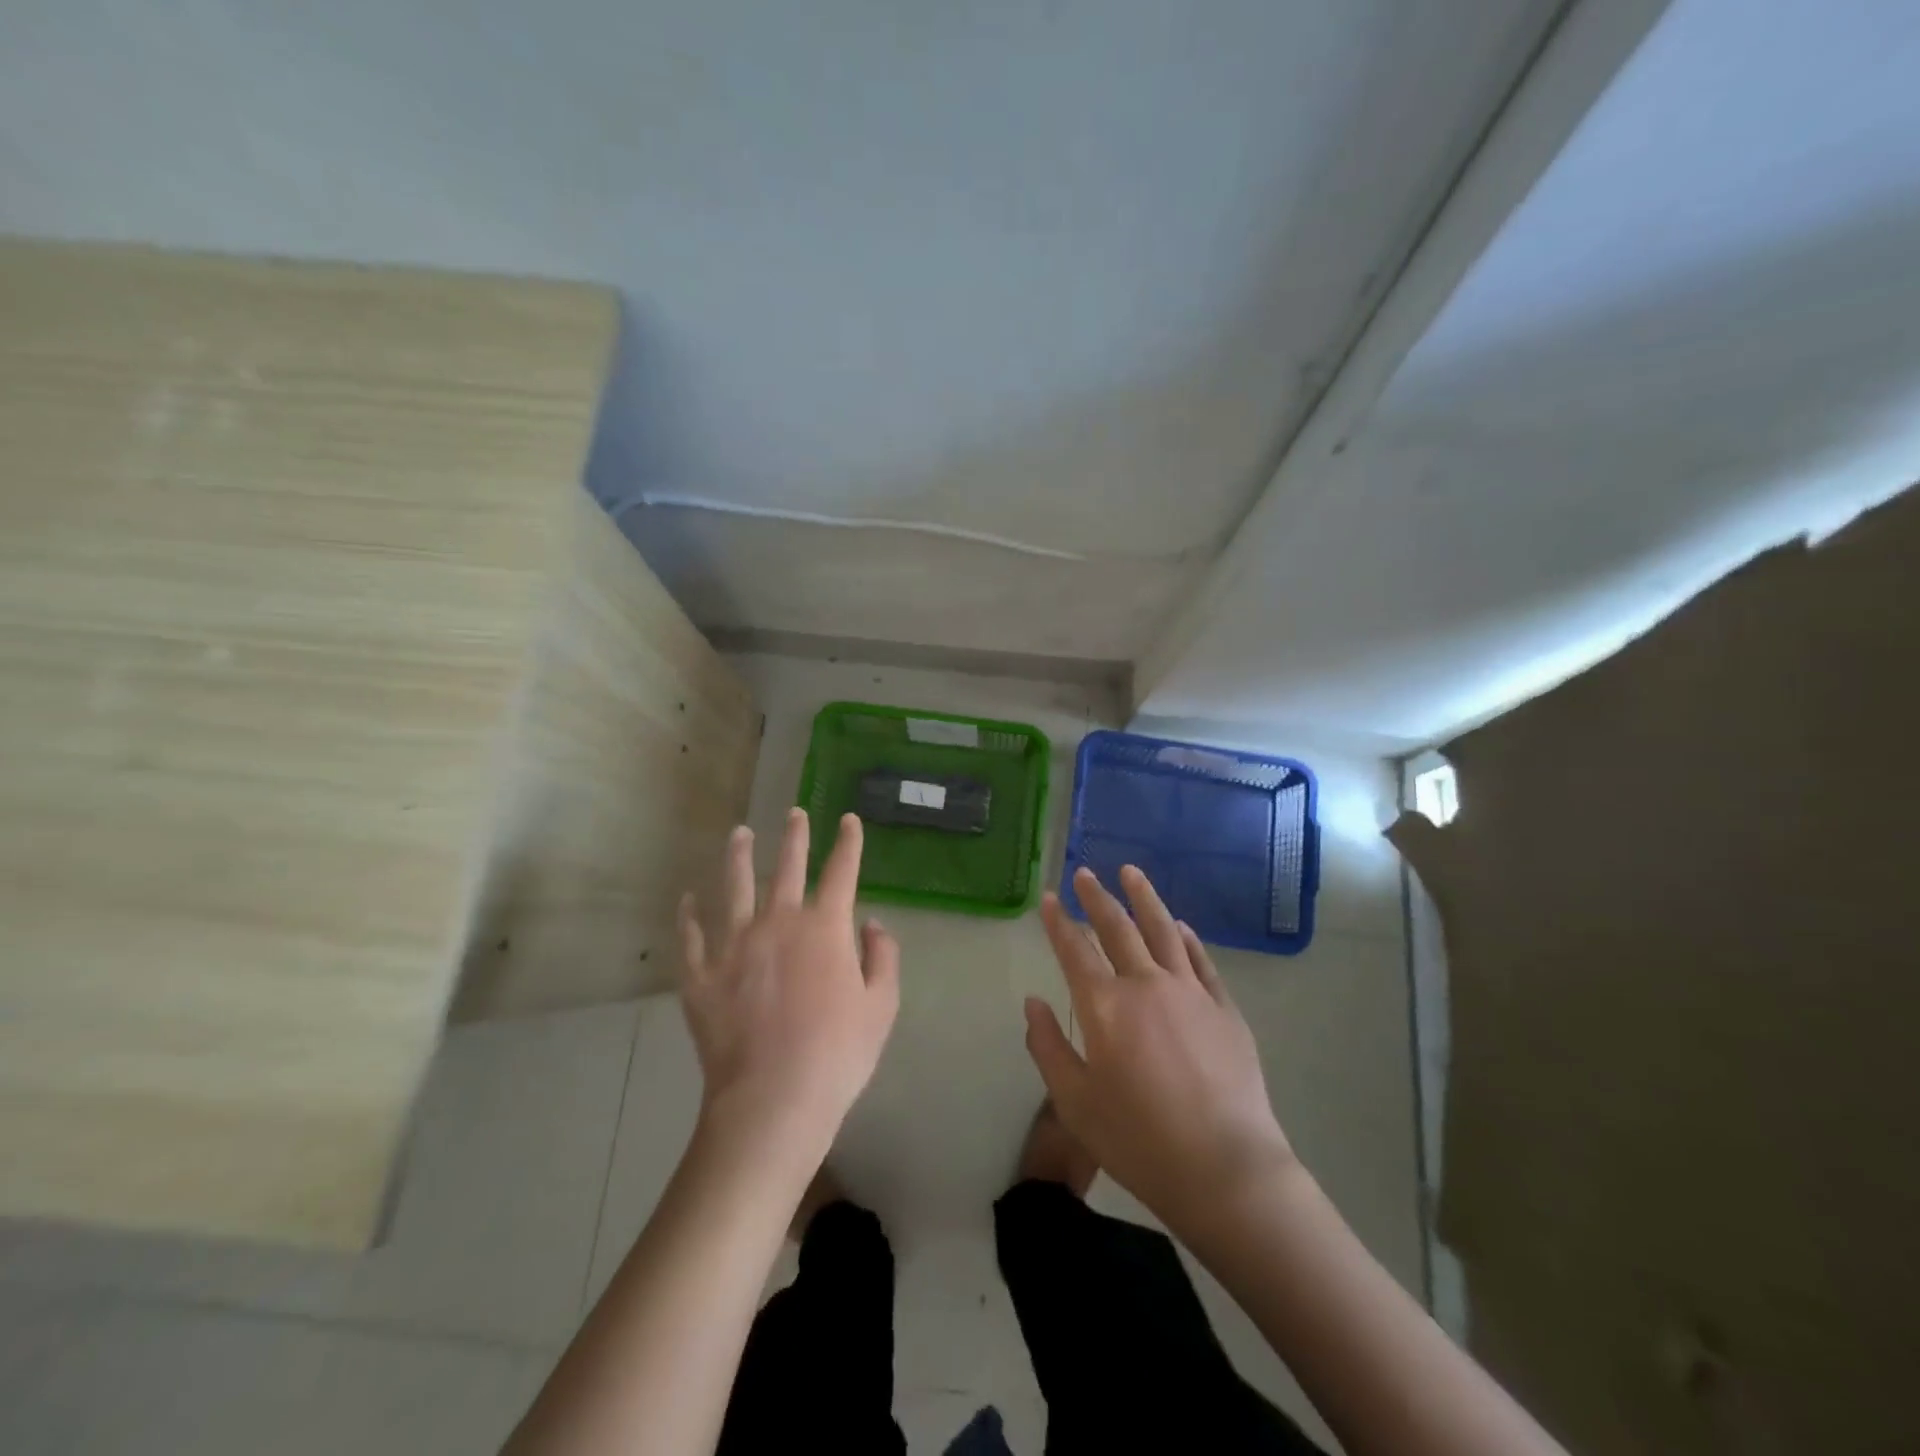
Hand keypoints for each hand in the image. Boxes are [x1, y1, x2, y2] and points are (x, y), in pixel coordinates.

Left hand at [678, 809, 899, 1158]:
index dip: (848, 843)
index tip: (848, 820)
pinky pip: (691, 937)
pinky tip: (687, 899)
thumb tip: (872, 924)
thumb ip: (882, 958)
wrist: (773, 1099)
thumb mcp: (881, 1007)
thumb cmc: (838, 1054)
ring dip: (738, 857)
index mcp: (825, 928)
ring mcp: (734, 946)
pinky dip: (689, 916)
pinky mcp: (701, 975)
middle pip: (787, 869)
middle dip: (794, 837)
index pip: (841, 871)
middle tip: (794, 813)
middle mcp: (778, 923)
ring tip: (739, 833)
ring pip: (734, 888)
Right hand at [1025, 865, 1295, 1230]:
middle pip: (1118, 928)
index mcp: (1104, 1006)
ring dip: (1144, 898)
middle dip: (1097, 897)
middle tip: (1085, 873)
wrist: (1224, 1169)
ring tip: (1131, 872)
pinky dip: (1187, 938)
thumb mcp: (1075, 1103)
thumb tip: (1032, 1003)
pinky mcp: (1224, 1008)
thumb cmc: (1139, 1140)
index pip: (1074, 950)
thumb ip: (1048, 1047)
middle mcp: (1146, 985)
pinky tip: (1180, 926)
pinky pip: (1201, 960)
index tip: (1048, 897)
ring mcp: (1190, 992)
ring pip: (1163, 930)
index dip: (1058, 921)